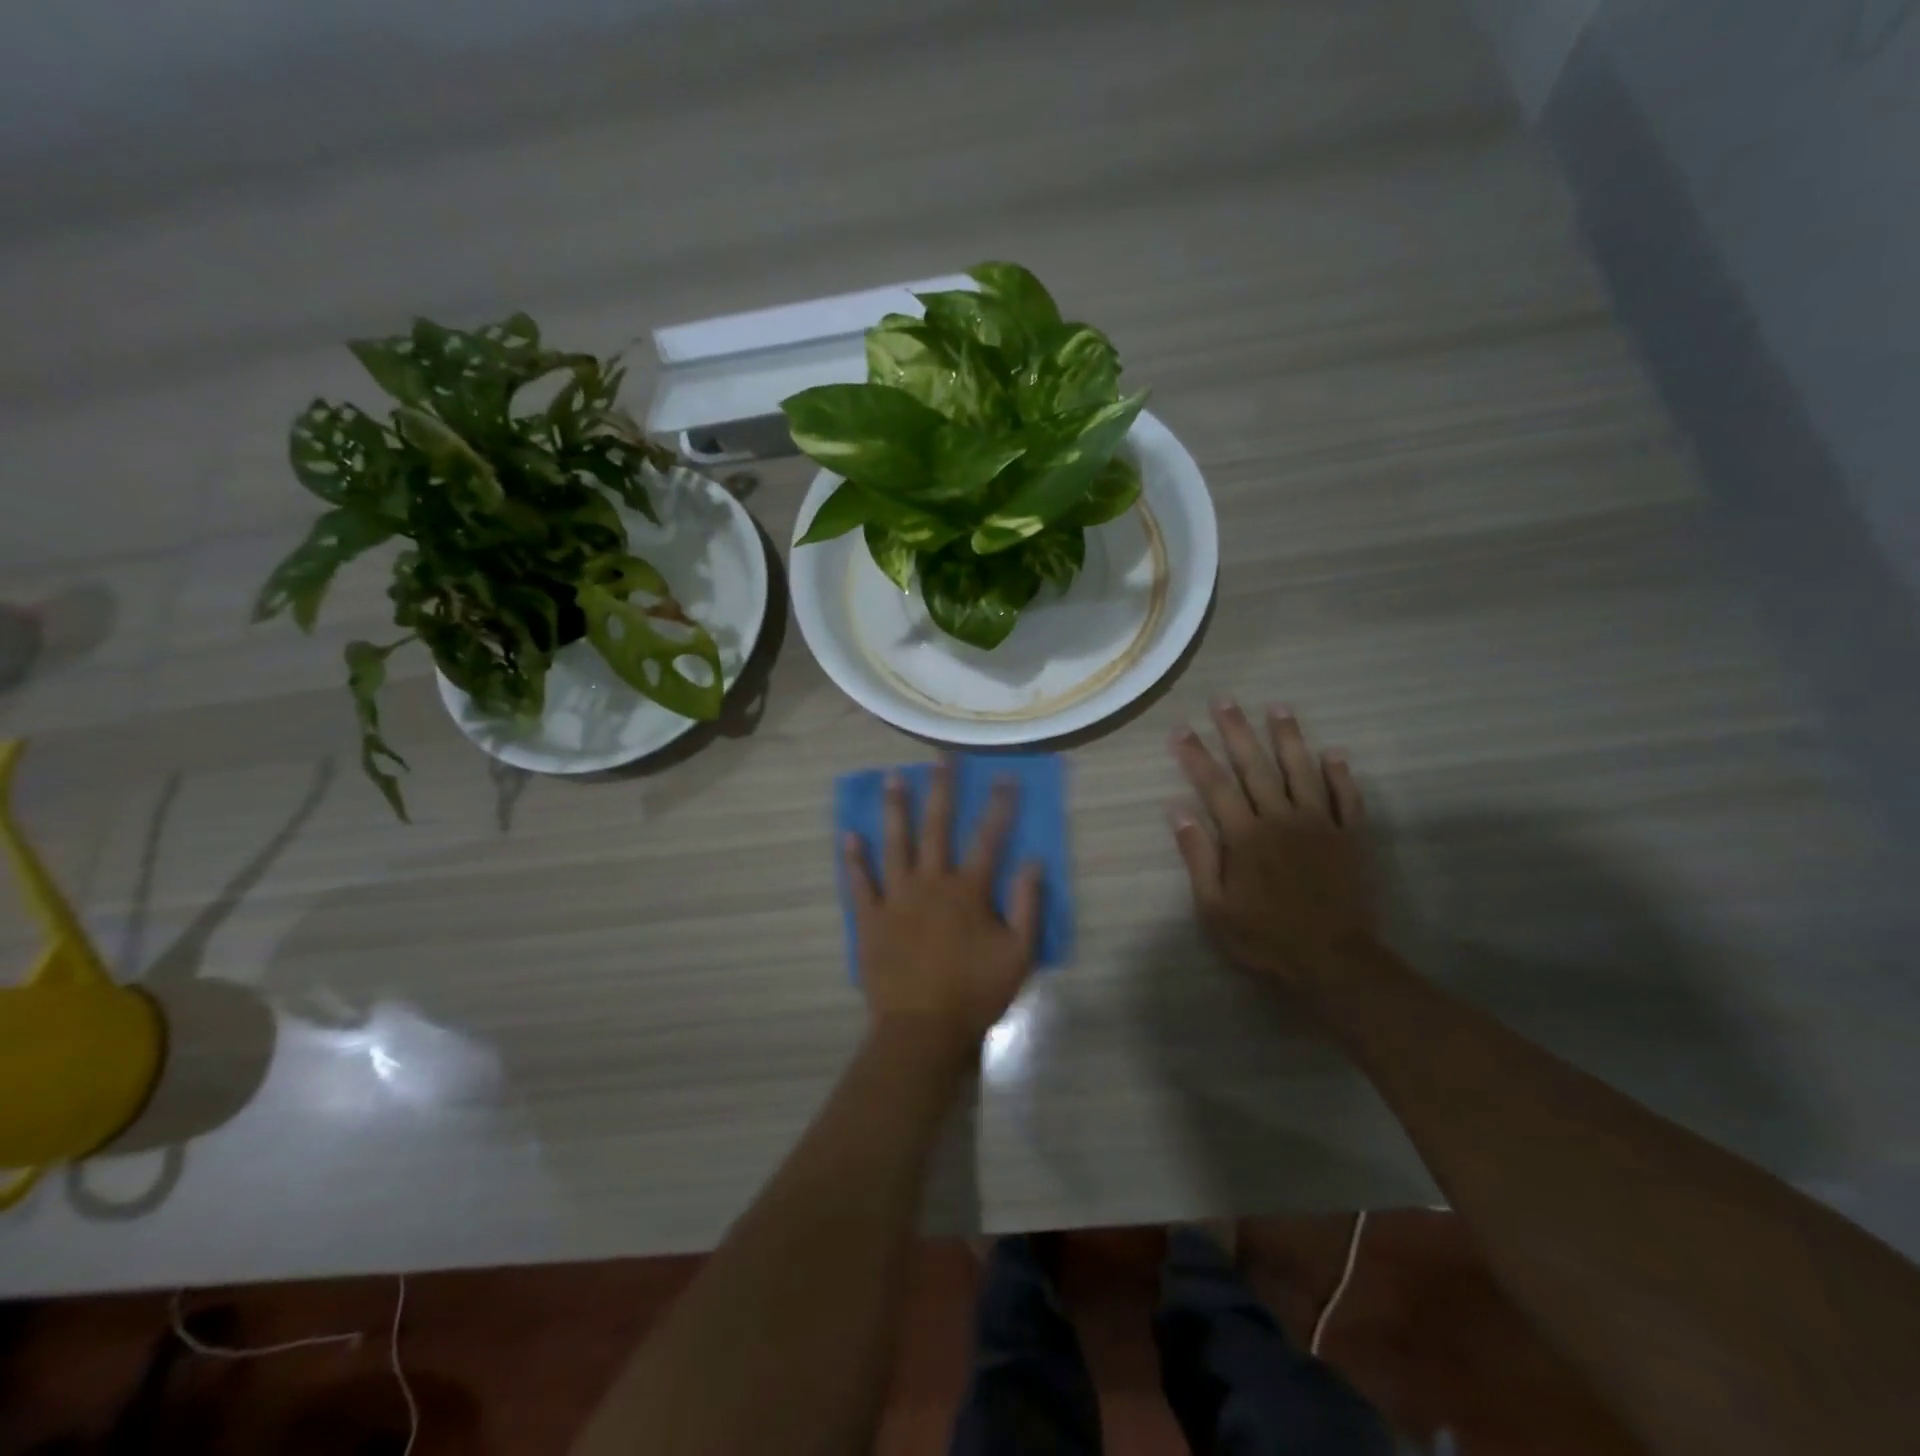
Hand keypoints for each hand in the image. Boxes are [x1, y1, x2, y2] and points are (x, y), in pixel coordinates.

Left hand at [844, 760, 1042, 1057]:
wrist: (923, 1029)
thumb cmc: (976, 993)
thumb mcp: (1018, 954)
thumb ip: (1027, 906)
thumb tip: (1033, 861)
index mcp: (968, 891)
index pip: (988, 838)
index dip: (999, 806)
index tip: (1004, 776)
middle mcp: (931, 883)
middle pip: (936, 827)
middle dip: (940, 790)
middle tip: (940, 759)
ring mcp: (897, 898)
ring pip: (895, 844)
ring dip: (894, 810)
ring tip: (892, 778)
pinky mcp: (871, 918)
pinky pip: (860, 883)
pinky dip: (854, 859)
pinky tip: (849, 835)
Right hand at [1168, 700, 1374, 989]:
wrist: (1334, 961)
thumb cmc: (1265, 938)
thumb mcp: (1214, 907)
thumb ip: (1198, 855)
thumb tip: (1178, 810)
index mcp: (1244, 835)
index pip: (1215, 785)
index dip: (1196, 755)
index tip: (1181, 729)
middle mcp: (1280, 818)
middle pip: (1255, 766)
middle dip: (1236, 731)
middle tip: (1224, 700)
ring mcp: (1319, 825)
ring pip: (1301, 770)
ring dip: (1288, 737)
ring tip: (1277, 707)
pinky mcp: (1348, 837)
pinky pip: (1345, 798)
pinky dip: (1340, 775)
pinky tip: (1334, 753)